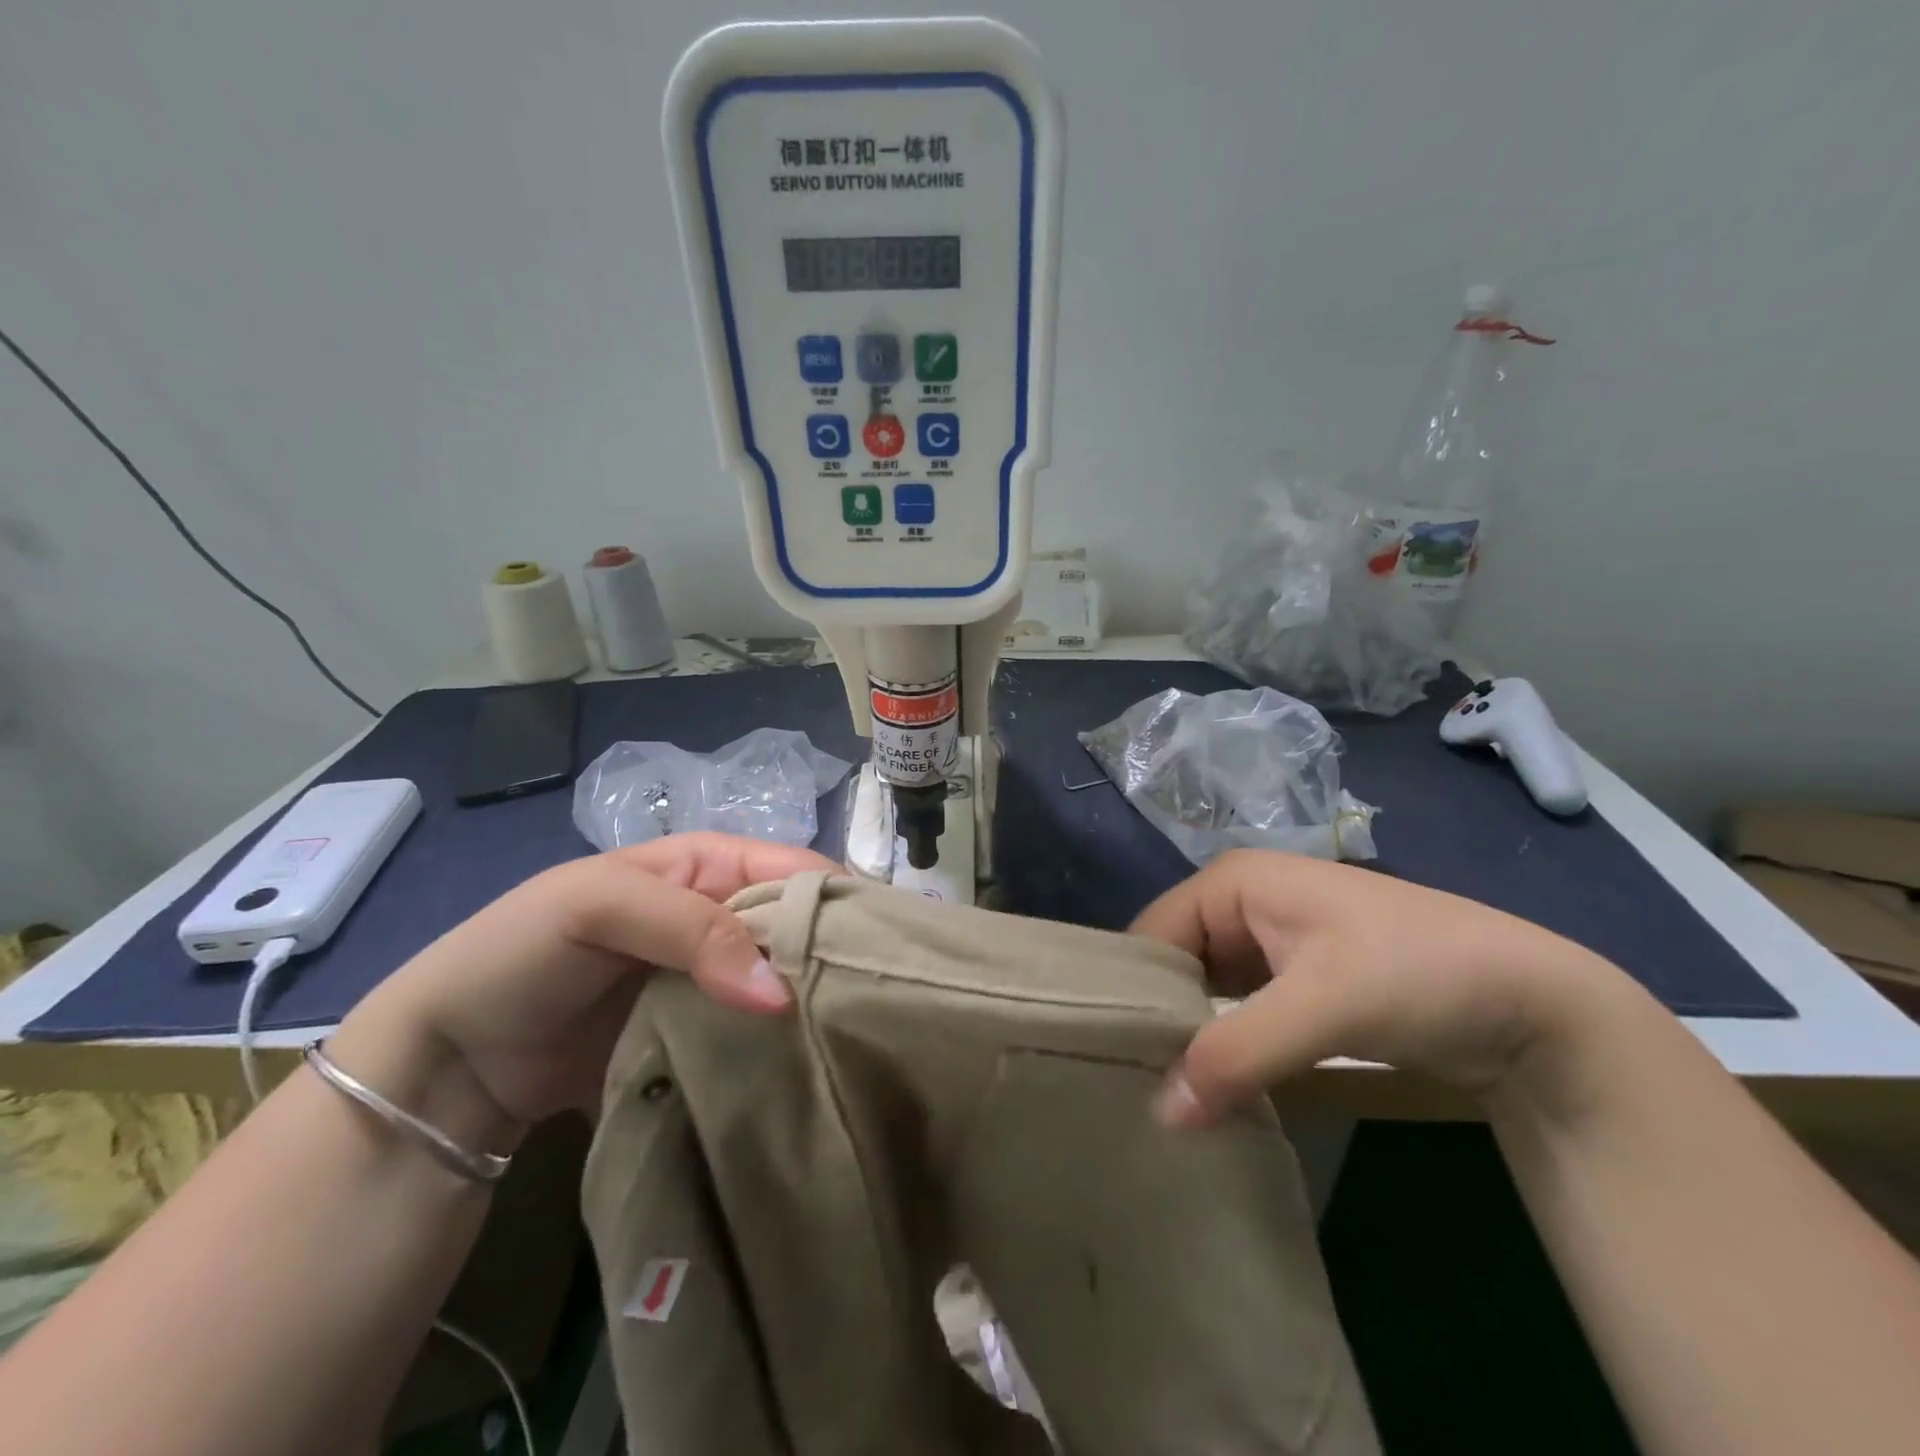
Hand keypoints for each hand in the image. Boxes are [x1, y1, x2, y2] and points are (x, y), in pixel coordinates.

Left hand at [327, 834, 834, 1148]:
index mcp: (711, 865)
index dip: (837, 898)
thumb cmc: (525, 950)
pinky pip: (758, 1035)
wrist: (453, 1060)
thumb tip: (781, 991)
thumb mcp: (601, 905)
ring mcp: (715, 980)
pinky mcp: (705, 1036)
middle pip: (799, 927)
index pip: (796, 869)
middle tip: (879, 1000)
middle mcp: (723, 917)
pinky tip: (814, 1067)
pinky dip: (783, 1047)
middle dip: (834, 955)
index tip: (883, 946)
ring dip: (813, 1006)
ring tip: (861, 1039)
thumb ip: (694, 930)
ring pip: (785, 983)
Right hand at [1130, 850, 1646, 1126]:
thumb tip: (1160, 1114)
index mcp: (1232, 881)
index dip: (1134, 993)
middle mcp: (1240, 902)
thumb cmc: (1420, 974)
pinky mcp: (1293, 980)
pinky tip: (1209, 1085)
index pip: (1153, 934)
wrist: (1535, 1004)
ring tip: (1161, 1093)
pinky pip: (1236, 1009)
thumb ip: (1238, 1053)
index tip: (1115, 1059)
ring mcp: (1268, 940)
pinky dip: (1222, 1044)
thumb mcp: (1326, 1007)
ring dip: (1190, 1037)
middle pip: (1174, 961)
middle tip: (1135, 1086)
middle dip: (1159, 1019)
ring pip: (1203, 988)